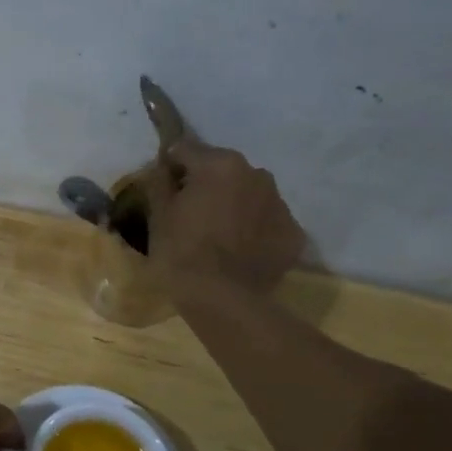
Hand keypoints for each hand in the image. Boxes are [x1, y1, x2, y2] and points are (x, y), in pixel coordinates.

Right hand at [145, 141, 305, 298]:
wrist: (223, 300)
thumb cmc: (182, 252)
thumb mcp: (158, 215)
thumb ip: (160, 182)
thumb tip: (163, 167)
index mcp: (220, 165)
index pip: (186, 150)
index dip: (171, 167)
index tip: (164, 188)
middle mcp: (256, 174)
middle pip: (223, 170)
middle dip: (207, 185)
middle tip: (191, 214)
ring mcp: (280, 204)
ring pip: (249, 194)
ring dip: (234, 205)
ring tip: (218, 234)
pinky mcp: (293, 233)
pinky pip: (267, 222)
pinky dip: (254, 230)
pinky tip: (239, 252)